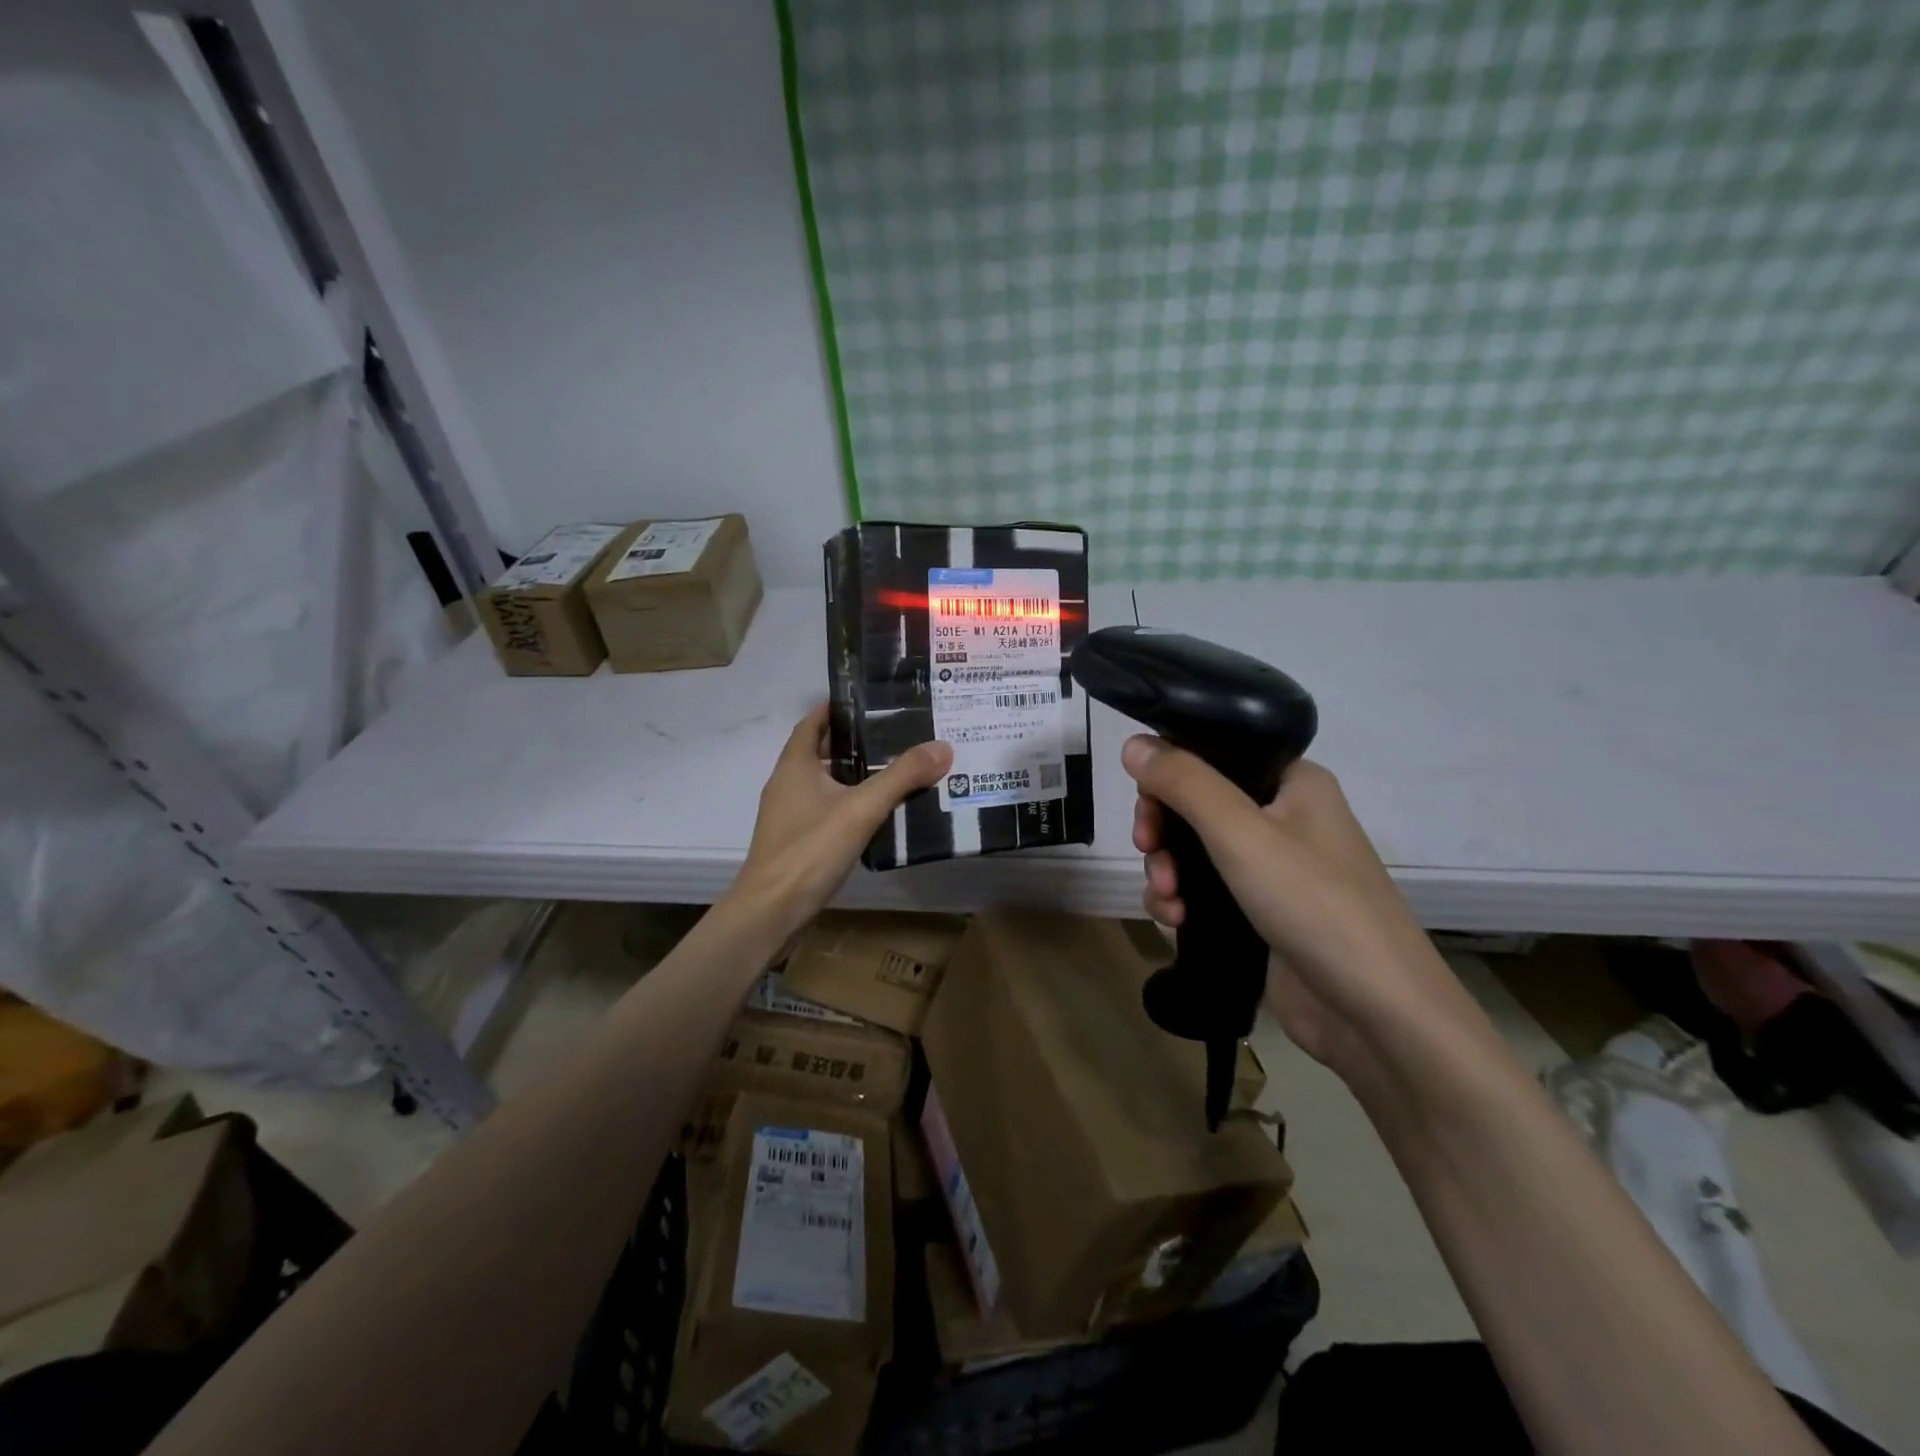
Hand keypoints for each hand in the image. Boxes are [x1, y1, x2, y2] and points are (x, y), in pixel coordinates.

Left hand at [728, 704, 951, 934]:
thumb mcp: (861, 808)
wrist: (772, 911)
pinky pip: (826, 809)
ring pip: (825, 782)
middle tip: (897, 734)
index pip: (814, 721)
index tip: (872, 700)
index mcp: (794, 765)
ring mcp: (789, 815)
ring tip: (897, 768)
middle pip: (821, 750)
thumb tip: (943, 747)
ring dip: (854, 774)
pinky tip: (878, 812)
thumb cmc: (810, 849)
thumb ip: (902, 776)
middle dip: (855, 741)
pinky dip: (850, 803)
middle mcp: (787, 783)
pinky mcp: (797, 841)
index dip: (839, 708)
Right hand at [1123, 737, 1477, 1085]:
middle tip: (1147, 851)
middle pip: (1196, 805)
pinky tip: (1175, 922)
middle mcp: (1284, 817)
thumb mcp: (1240, 833)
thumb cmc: (1313, 903)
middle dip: (1163, 831)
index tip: (1147, 807)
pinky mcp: (1260, 913)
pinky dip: (1182, 901)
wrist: (1374, 1014)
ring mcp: (1273, 869)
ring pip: (1194, 851)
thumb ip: (1183, 782)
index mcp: (1292, 782)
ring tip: (1167, 899)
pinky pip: (1205, 891)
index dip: (1170, 775)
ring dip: (1167, 870)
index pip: (1214, 756)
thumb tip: (1132, 742)